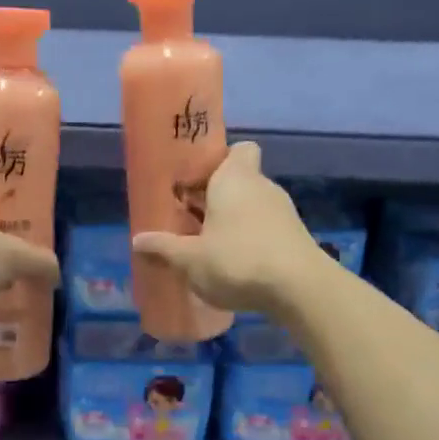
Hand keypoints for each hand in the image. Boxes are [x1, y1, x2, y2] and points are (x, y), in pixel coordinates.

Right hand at [130, 142, 326, 313]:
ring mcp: (284, 212)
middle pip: (241, 180)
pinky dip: (253, 241)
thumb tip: (137, 240)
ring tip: (211, 247)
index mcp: (235, 178)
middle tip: (192, 219)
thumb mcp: (191, 259)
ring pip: (254, 206)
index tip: (198, 181)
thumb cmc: (238, 261)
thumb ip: (164, 248)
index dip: (220, 160)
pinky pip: (267, 229)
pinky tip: (237, 266)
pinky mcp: (296, 237)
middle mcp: (262, 186)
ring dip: (235, 222)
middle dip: (218, 197)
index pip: (238, 149)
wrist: (301, 290)